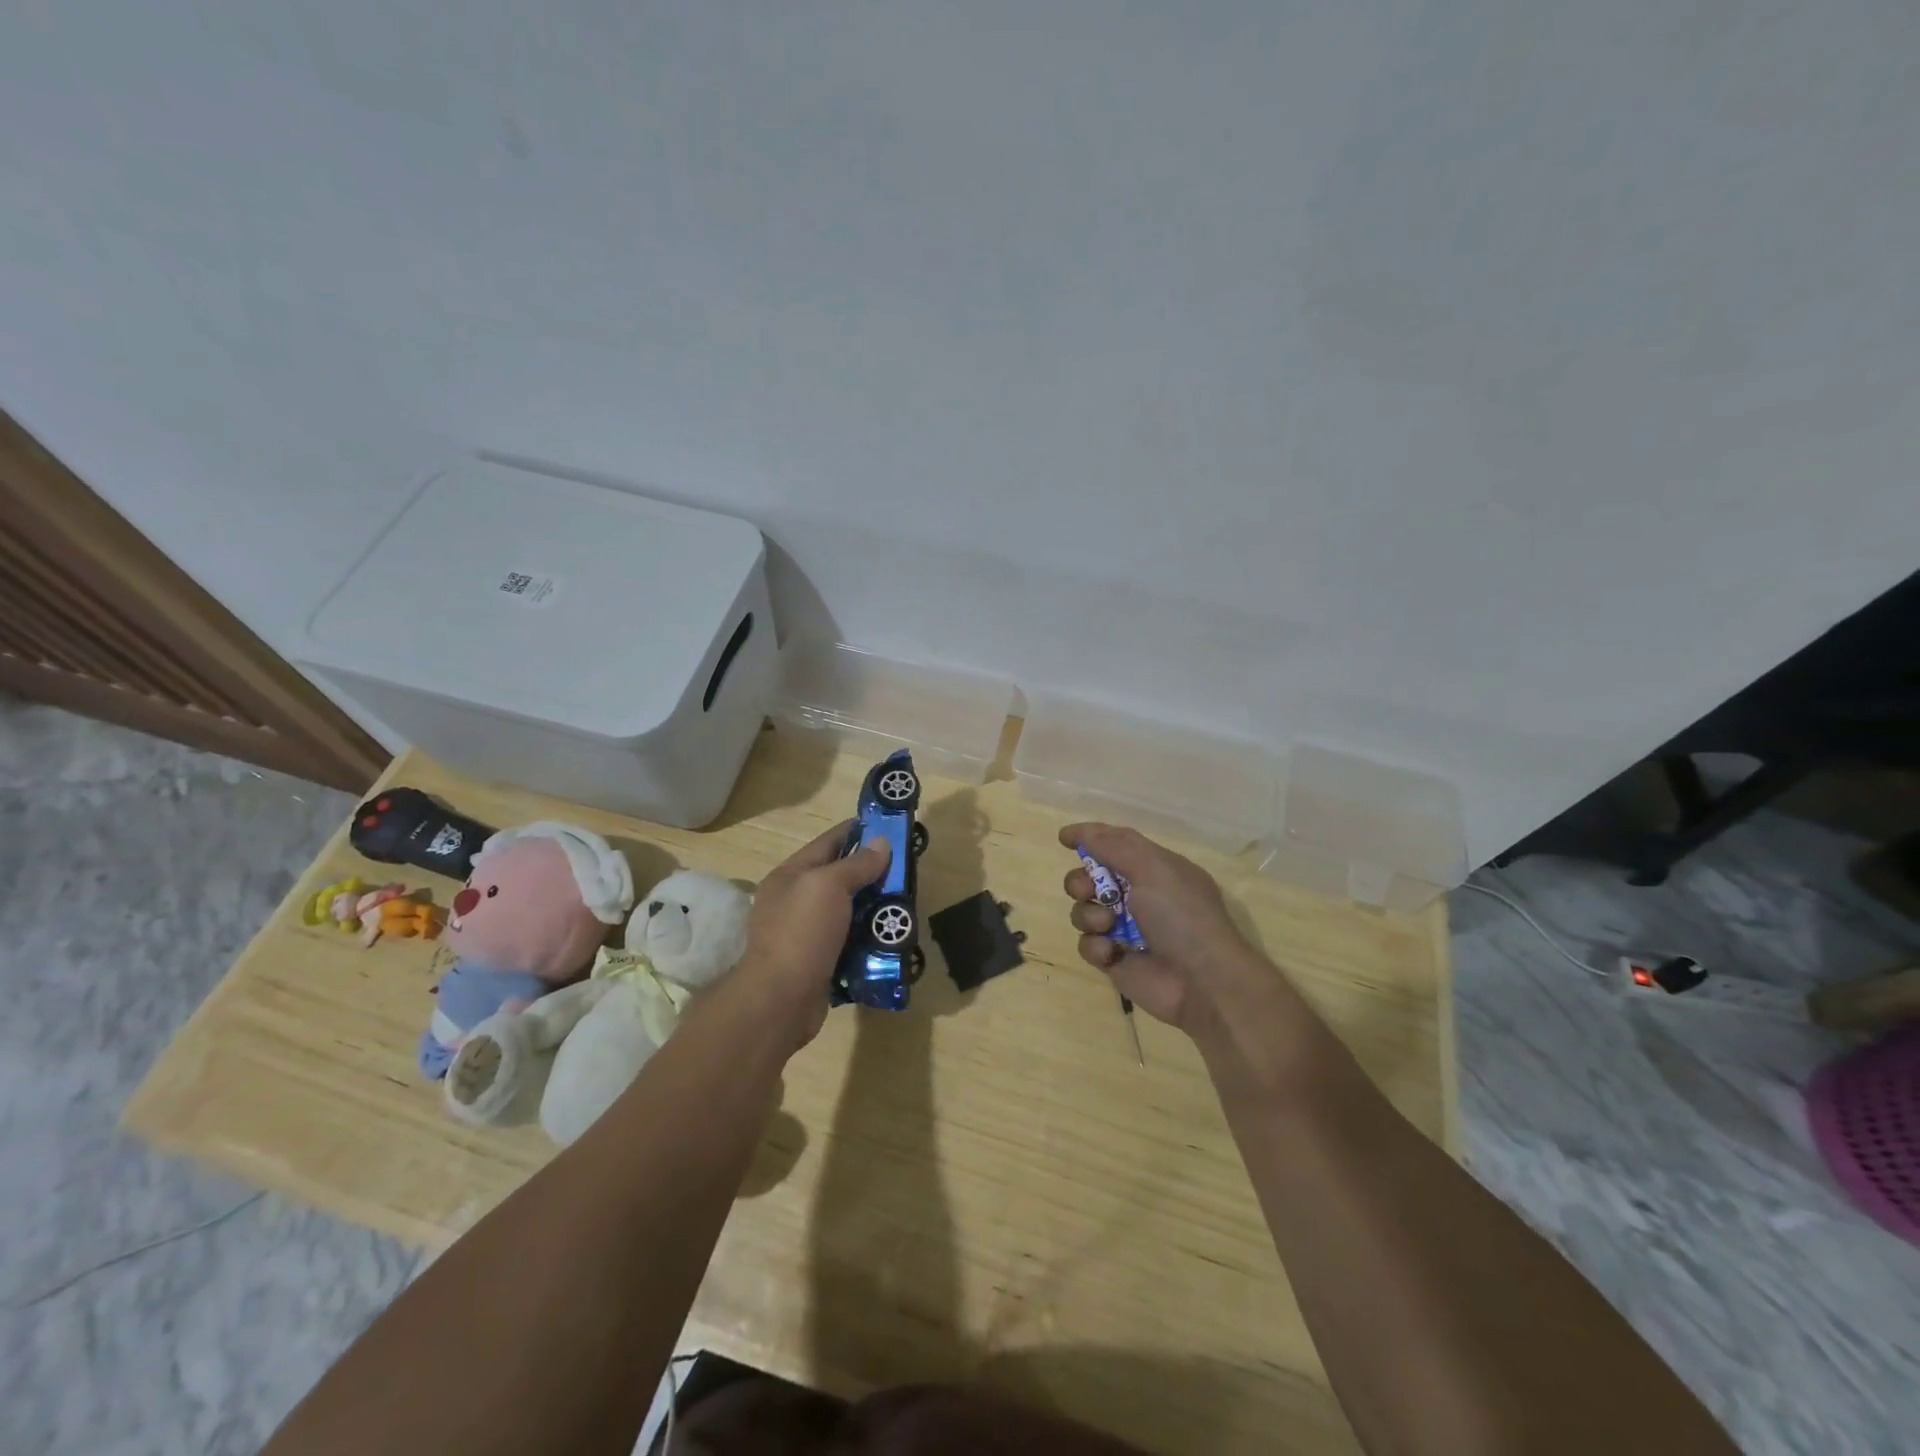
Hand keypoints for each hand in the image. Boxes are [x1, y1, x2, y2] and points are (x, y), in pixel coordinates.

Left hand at [736, 822, 890, 1046]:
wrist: (780, 1001)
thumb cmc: (801, 933)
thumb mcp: (828, 887)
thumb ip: (856, 864)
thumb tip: (881, 843)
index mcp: (790, 875)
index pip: (829, 842)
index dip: (858, 831)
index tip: (890, 828)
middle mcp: (795, 901)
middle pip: (839, 878)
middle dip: (872, 872)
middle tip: (907, 870)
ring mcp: (805, 934)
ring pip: (847, 912)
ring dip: (874, 908)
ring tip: (904, 904)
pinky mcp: (818, 962)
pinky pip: (849, 942)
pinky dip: (868, 938)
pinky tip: (890, 937)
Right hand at [1059, 822, 1261, 1039]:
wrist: (1202, 982)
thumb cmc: (1182, 916)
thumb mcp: (1153, 869)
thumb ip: (1114, 847)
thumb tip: (1084, 833)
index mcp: (1154, 869)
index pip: (1116, 843)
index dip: (1090, 837)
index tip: (1063, 838)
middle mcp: (1138, 895)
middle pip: (1090, 877)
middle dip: (1080, 881)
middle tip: (1088, 890)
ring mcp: (1124, 928)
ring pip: (1083, 910)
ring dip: (1088, 914)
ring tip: (1107, 925)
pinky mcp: (1114, 958)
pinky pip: (1087, 944)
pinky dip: (1095, 945)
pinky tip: (1111, 952)